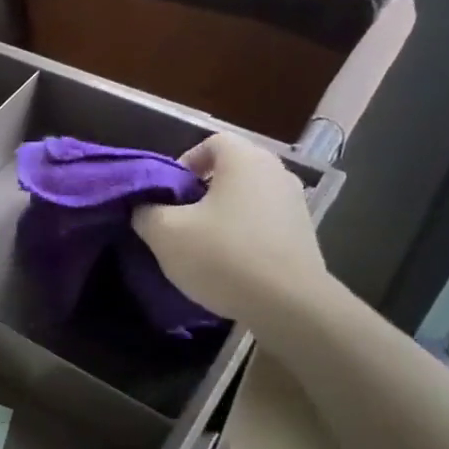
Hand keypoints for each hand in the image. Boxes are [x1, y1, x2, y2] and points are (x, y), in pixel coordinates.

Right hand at [133, 132, 327, 323]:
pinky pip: (264, 223)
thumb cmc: (223, 256)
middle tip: (178, 220)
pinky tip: (229, 264)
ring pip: (247, 198)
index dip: (184, 162)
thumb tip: (143, 208)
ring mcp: (295, 204)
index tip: (169, 194)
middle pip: (230, 170)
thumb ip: (145, 212)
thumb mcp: (165, 233)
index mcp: (245, 160)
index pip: (211, 142)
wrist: (290, 307)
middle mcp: (276, 173)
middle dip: (201, 191)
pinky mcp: (304, 236)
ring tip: (202, 245)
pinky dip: (244, 235)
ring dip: (223, 215)